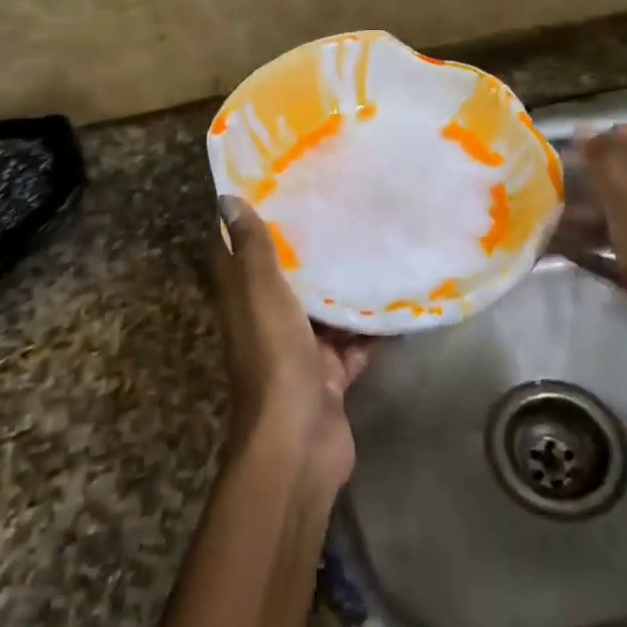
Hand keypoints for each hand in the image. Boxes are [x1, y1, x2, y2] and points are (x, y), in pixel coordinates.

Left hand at [213, 196, 373, 488]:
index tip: (278, 184)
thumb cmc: (275, 358)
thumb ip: (251, 250)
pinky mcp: (332, 374)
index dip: (251, 222)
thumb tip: (226, 198)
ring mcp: (302, 350)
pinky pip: (356, 341)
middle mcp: (269, 322)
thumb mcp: (261, 295)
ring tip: (378, 242)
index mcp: (245, 302)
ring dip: (346, 285)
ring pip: (326, 310)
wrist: (299, 442)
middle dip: (311, 249)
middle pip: (288, 279)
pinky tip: (400, 297)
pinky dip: (374, 326)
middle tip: (342, 206)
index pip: (239, 254)